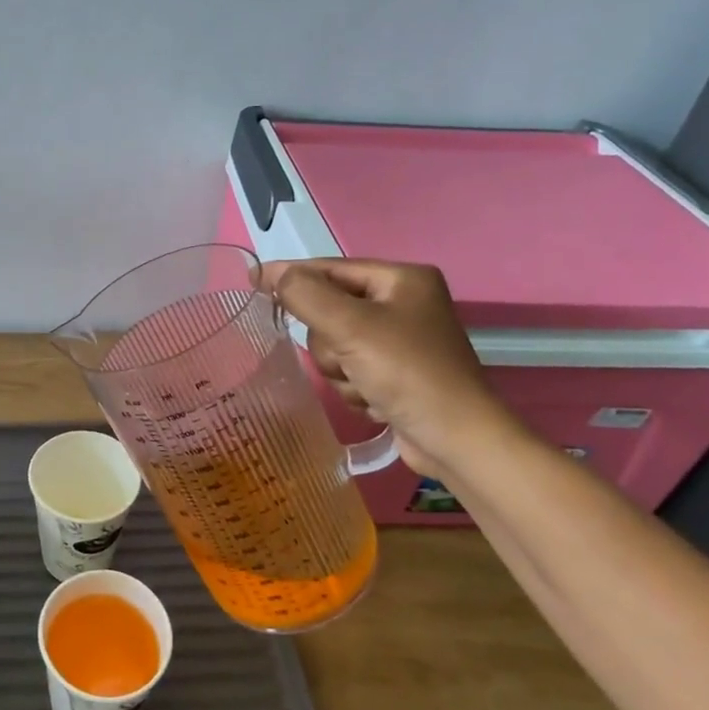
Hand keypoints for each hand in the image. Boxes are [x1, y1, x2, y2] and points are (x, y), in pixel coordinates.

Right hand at [256, 259, 515, 479]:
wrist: (456, 440)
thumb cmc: (408, 373)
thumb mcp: (350, 326)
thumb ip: (305, 295)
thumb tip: (272, 274)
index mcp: (402, 279)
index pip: (331, 269)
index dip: (291, 275)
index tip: (252, 281)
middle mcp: (403, 303)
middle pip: (330, 311)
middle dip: (331, 342)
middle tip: (347, 360)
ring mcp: (401, 341)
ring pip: (335, 345)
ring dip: (341, 371)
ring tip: (366, 387)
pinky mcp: (397, 374)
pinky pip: (351, 369)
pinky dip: (355, 387)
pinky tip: (375, 401)